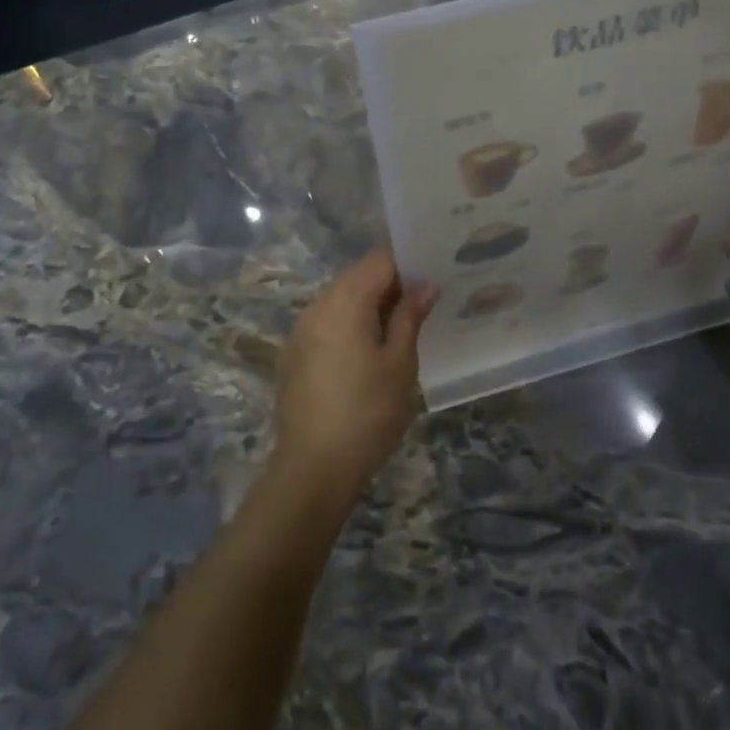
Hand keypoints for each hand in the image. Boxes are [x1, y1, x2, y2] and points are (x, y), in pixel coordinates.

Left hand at [273, 250, 438, 500]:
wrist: (313, 469)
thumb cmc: (367, 413)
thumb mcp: (400, 364)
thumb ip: (410, 316)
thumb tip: (425, 284)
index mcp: (344, 301)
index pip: (378, 260)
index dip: (408, 263)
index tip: (434, 275)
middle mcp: (317, 306)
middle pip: (357, 277)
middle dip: (391, 284)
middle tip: (425, 303)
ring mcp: (301, 331)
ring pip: (341, 300)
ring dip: (371, 305)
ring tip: (402, 327)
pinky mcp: (295, 355)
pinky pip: (328, 323)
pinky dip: (351, 325)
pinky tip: (370, 352)